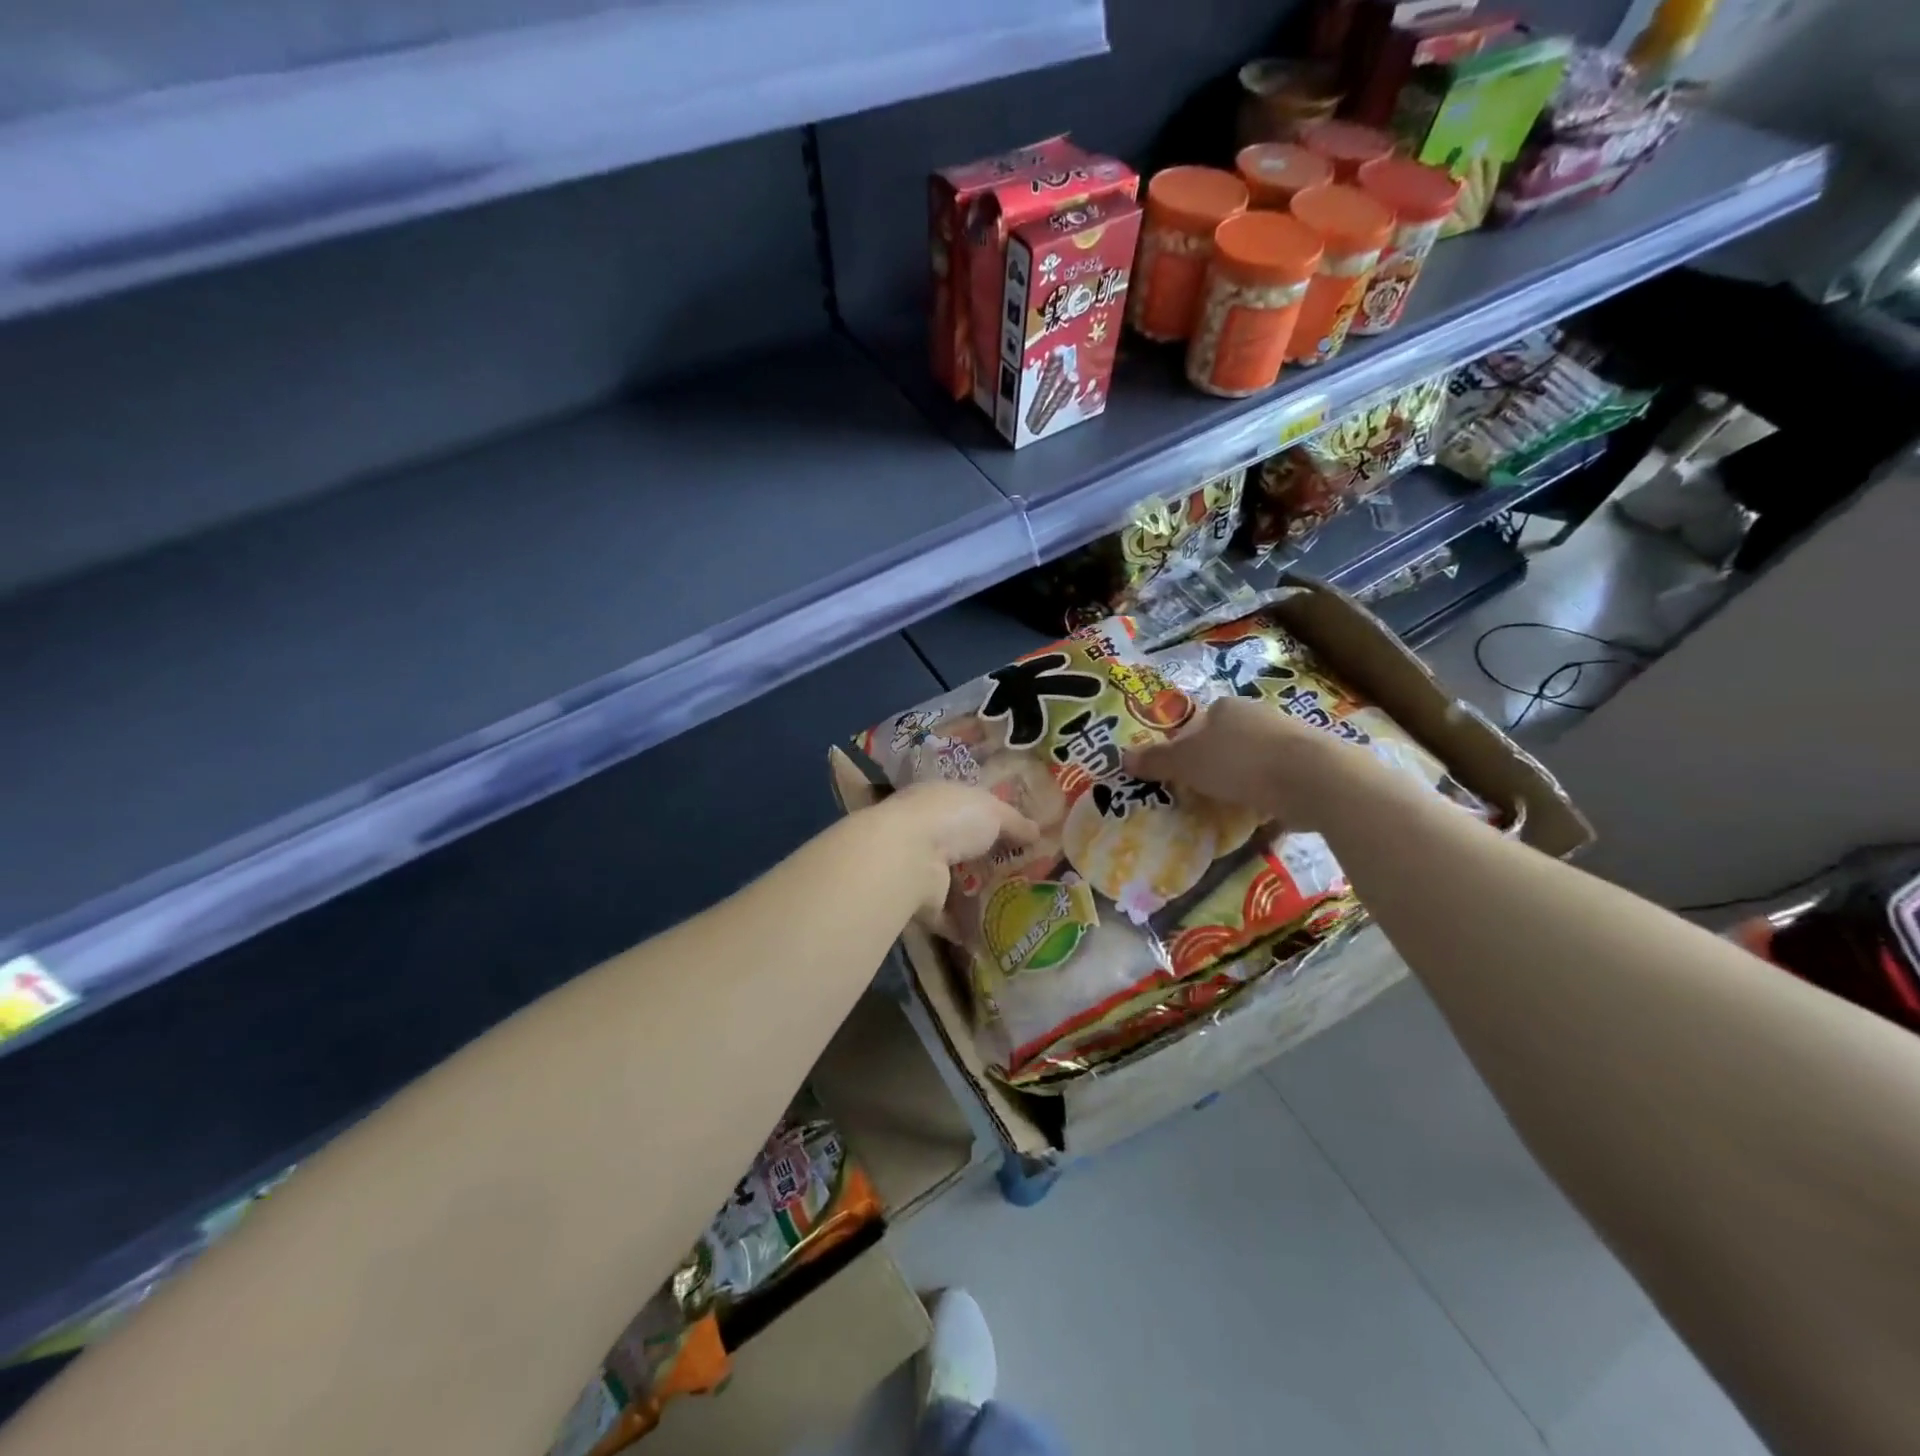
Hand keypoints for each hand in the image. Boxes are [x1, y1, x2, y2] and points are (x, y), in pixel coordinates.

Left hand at [868, 781, 1038, 920]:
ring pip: (952, 881)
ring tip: (1011, 909)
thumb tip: (1037, 831)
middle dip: (984, 860)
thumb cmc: (952, 820)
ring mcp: (919, 867)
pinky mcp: (918, 901)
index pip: (966, 808)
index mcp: (939, 801)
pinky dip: (962, 926)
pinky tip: (989, 936)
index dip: (990, 820)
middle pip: (960, 846)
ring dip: (973, 895)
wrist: (908, 856)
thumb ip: (1015, 822)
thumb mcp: (993, 811)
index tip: (1016, 837)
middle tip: (1020, 877)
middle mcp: (925, 831)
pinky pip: (945, 915)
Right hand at [1125, 697, 1368, 832]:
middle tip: (1200, 793)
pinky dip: (1268, 795)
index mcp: (1225, 708)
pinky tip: (1261, 814)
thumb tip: (1123, 758)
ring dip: (1242, 780)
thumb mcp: (1186, 763)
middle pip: (1225, 740)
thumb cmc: (1239, 762)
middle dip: (1214, 764)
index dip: (1184, 747)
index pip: (1196, 724)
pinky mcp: (1311, 764)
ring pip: (1253, 759)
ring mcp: (1288, 738)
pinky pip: (1278, 780)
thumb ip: (1156, 761)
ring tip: (1230, 808)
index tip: (1179, 774)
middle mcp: (1257, 715)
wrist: (1313, 779)